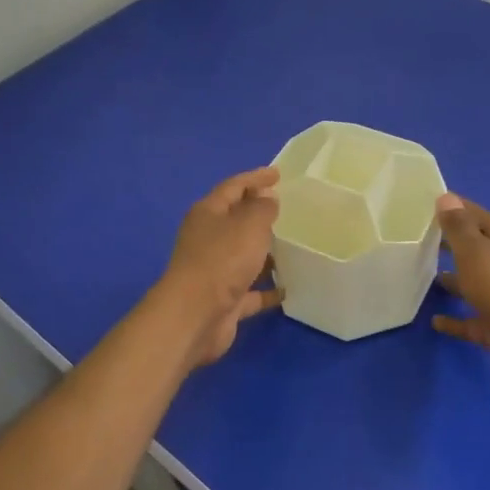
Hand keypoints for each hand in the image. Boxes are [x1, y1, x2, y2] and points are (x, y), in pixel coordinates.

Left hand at [155, 166, 284, 367]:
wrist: (196, 315)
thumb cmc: (222, 260)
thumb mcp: (249, 224)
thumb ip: (262, 208)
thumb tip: (267, 198)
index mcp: (208, 213)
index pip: (233, 186)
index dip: (255, 177)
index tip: (278, 173)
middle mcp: (208, 238)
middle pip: (236, 220)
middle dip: (259, 213)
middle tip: (286, 208)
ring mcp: (215, 270)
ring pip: (243, 255)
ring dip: (265, 252)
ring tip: (293, 247)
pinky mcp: (224, 299)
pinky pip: (250, 290)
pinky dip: (267, 288)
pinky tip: (288, 289)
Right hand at [433, 194, 489, 389]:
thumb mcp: (476, 251)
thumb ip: (459, 227)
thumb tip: (446, 197)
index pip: (477, 215)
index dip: (453, 208)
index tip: (427, 203)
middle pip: (476, 249)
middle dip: (451, 243)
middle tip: (421, 239)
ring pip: (475, 283)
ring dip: (454, 280)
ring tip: (428, 276)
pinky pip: (473, 319)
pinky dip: (456, 319)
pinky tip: (436, 321)